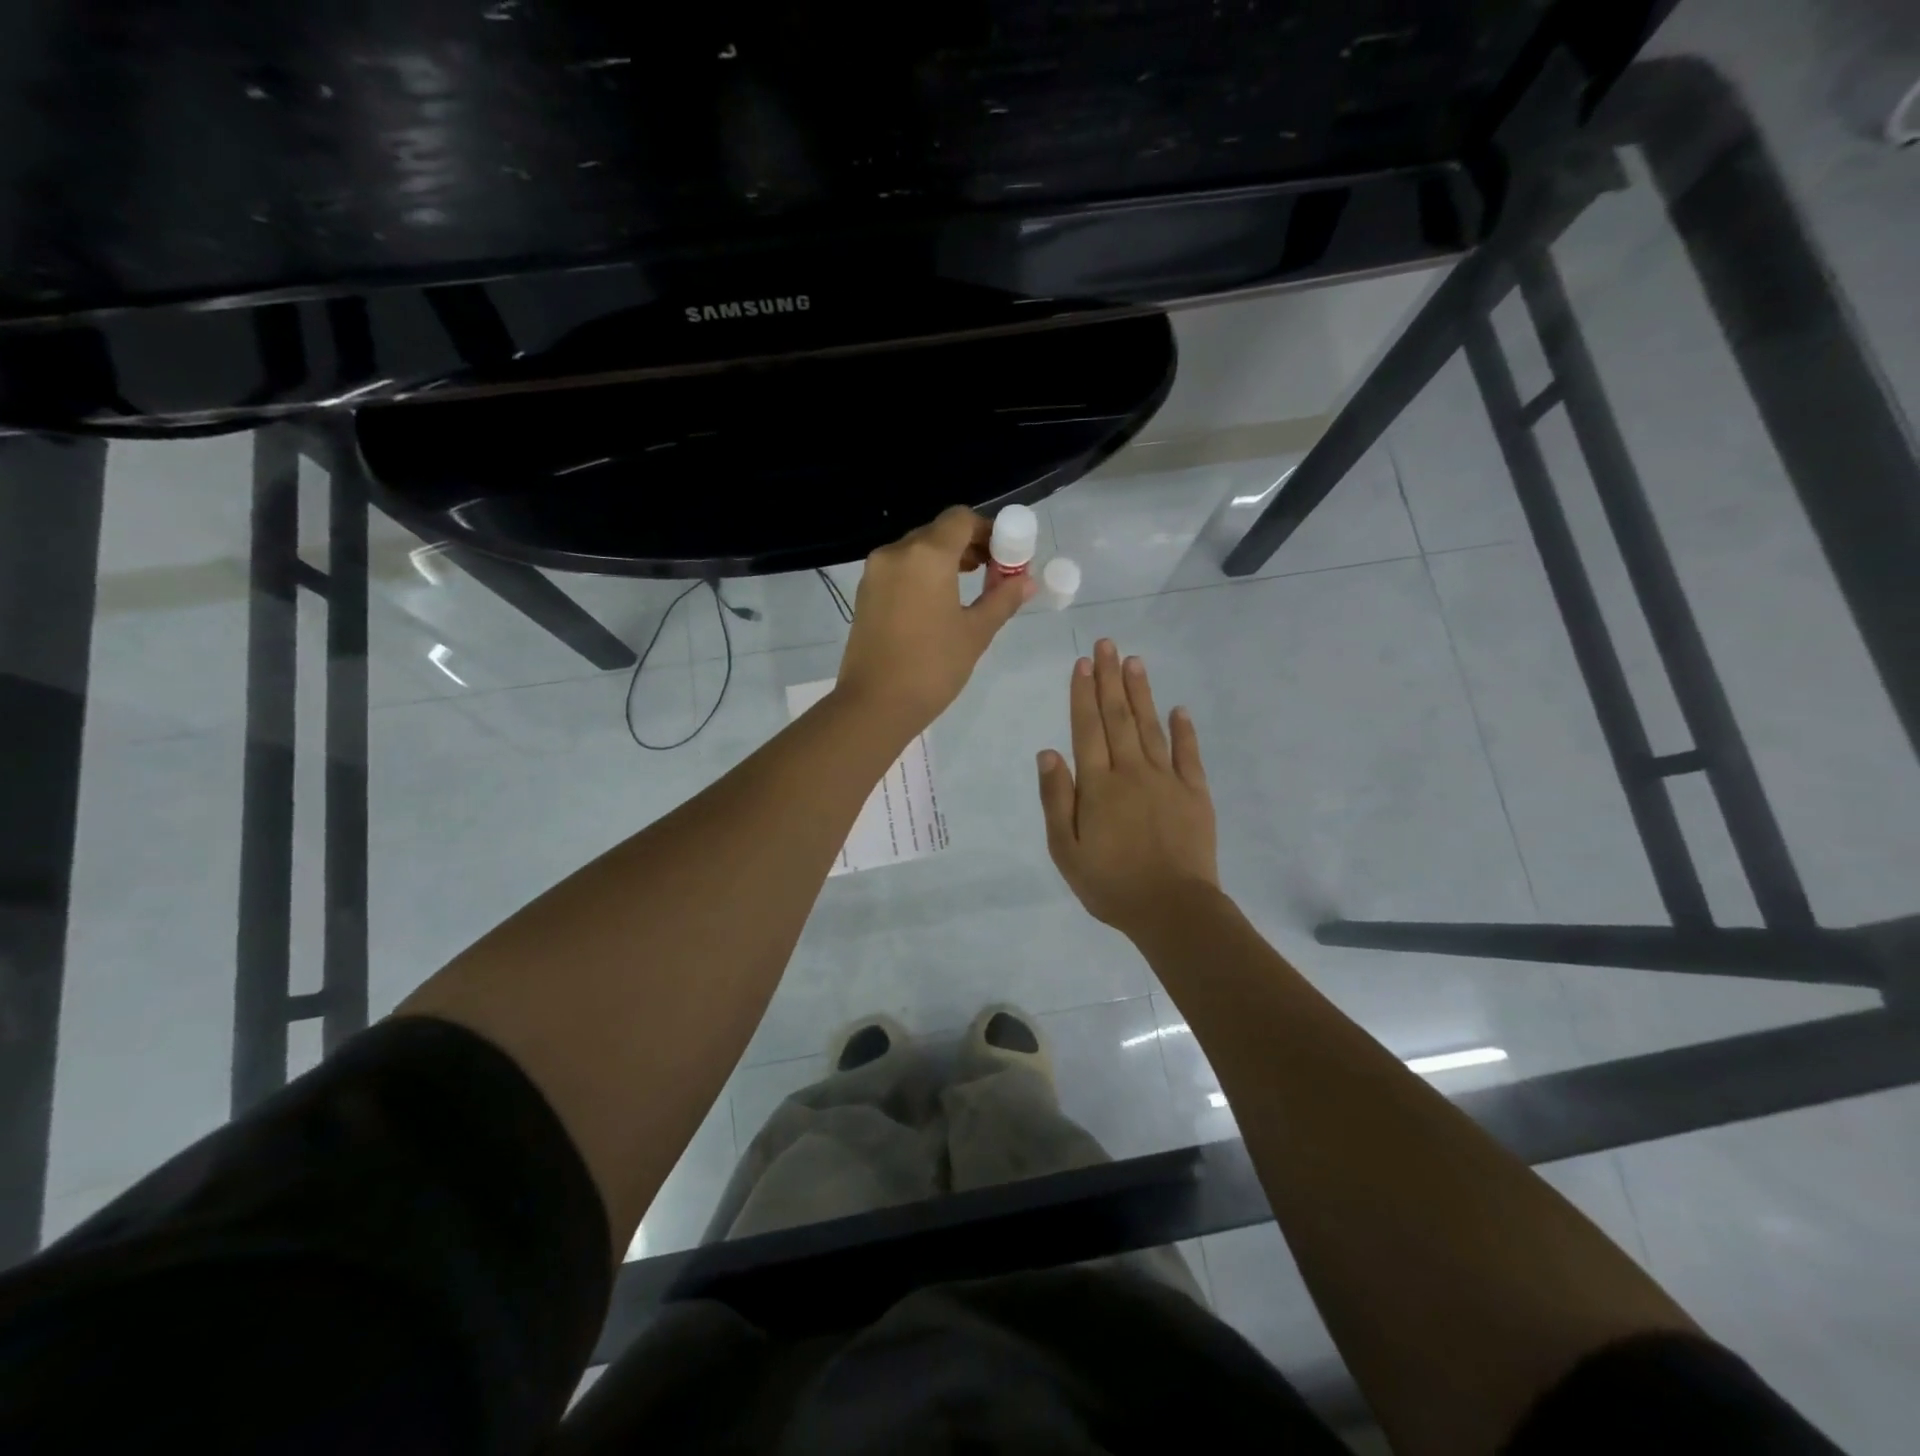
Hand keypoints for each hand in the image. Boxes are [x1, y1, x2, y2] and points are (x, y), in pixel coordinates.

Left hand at [835, 506, 1036, 734]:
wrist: (875, 704)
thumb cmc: (932, 667)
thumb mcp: (976, 633)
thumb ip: (1002, 599)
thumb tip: (1027, 581)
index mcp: (926, 555)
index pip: (961, 519)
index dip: (988, 530)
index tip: (1005, 556)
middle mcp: (897, 552)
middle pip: (938, 532)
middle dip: (968, 545)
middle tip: (993, 572)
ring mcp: (875, 572)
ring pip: (917, 550)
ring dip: (945, 559)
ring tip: (969, 588)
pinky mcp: (865, 593)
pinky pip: (900, 569)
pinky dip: (922, 574)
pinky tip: (938, 602)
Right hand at [1037, 640, 1218, 936]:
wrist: (1172, 910)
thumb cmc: (1110, 884)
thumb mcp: (1066, 849)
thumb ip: (1056, 799)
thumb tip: (1048, 752)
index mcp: (1098, 785)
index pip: (1087, 729)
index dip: (1083, 694)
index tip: (1083, 663)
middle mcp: (1132, 772)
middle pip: (1119, 718)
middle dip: (1111, 679)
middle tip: (1108, 645)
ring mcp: (1167, 780)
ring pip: (1151, 727)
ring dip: (1141, 693)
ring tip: (1135, 662)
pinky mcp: (1195, 794)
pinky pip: (1189, 754)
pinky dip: (1184, 730)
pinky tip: (1179, 709)